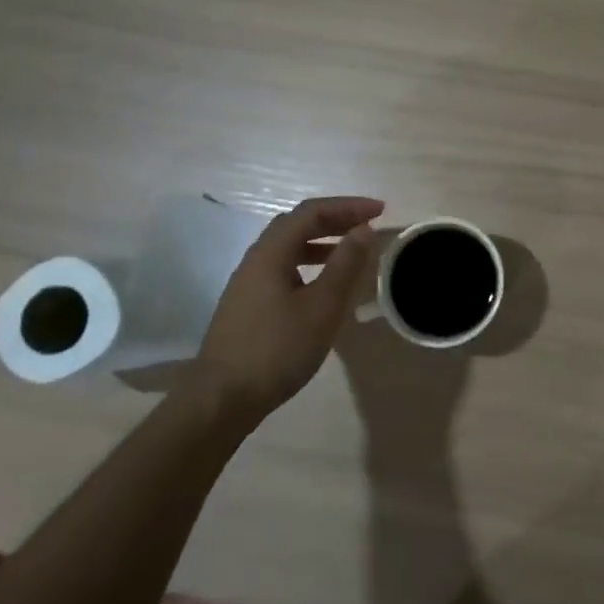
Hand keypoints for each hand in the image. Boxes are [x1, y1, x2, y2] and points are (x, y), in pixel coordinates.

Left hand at [197, 196, 383, 421]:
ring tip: (351, 252)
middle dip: (335, 220)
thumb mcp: (322, 306)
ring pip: (288, 248)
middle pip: (297, 225)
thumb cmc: (277, 348)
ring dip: (321, 242)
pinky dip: (309, 264)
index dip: (347, 206)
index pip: (311, 212)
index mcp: (271, 252)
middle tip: (368, 226)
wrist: (223, 397)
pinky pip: (283, 268)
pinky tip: (323, 286)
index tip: (380, 210)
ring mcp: (248, 283)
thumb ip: (345, 264)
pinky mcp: (248, 304)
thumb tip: (364, 228)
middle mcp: (256, 259)